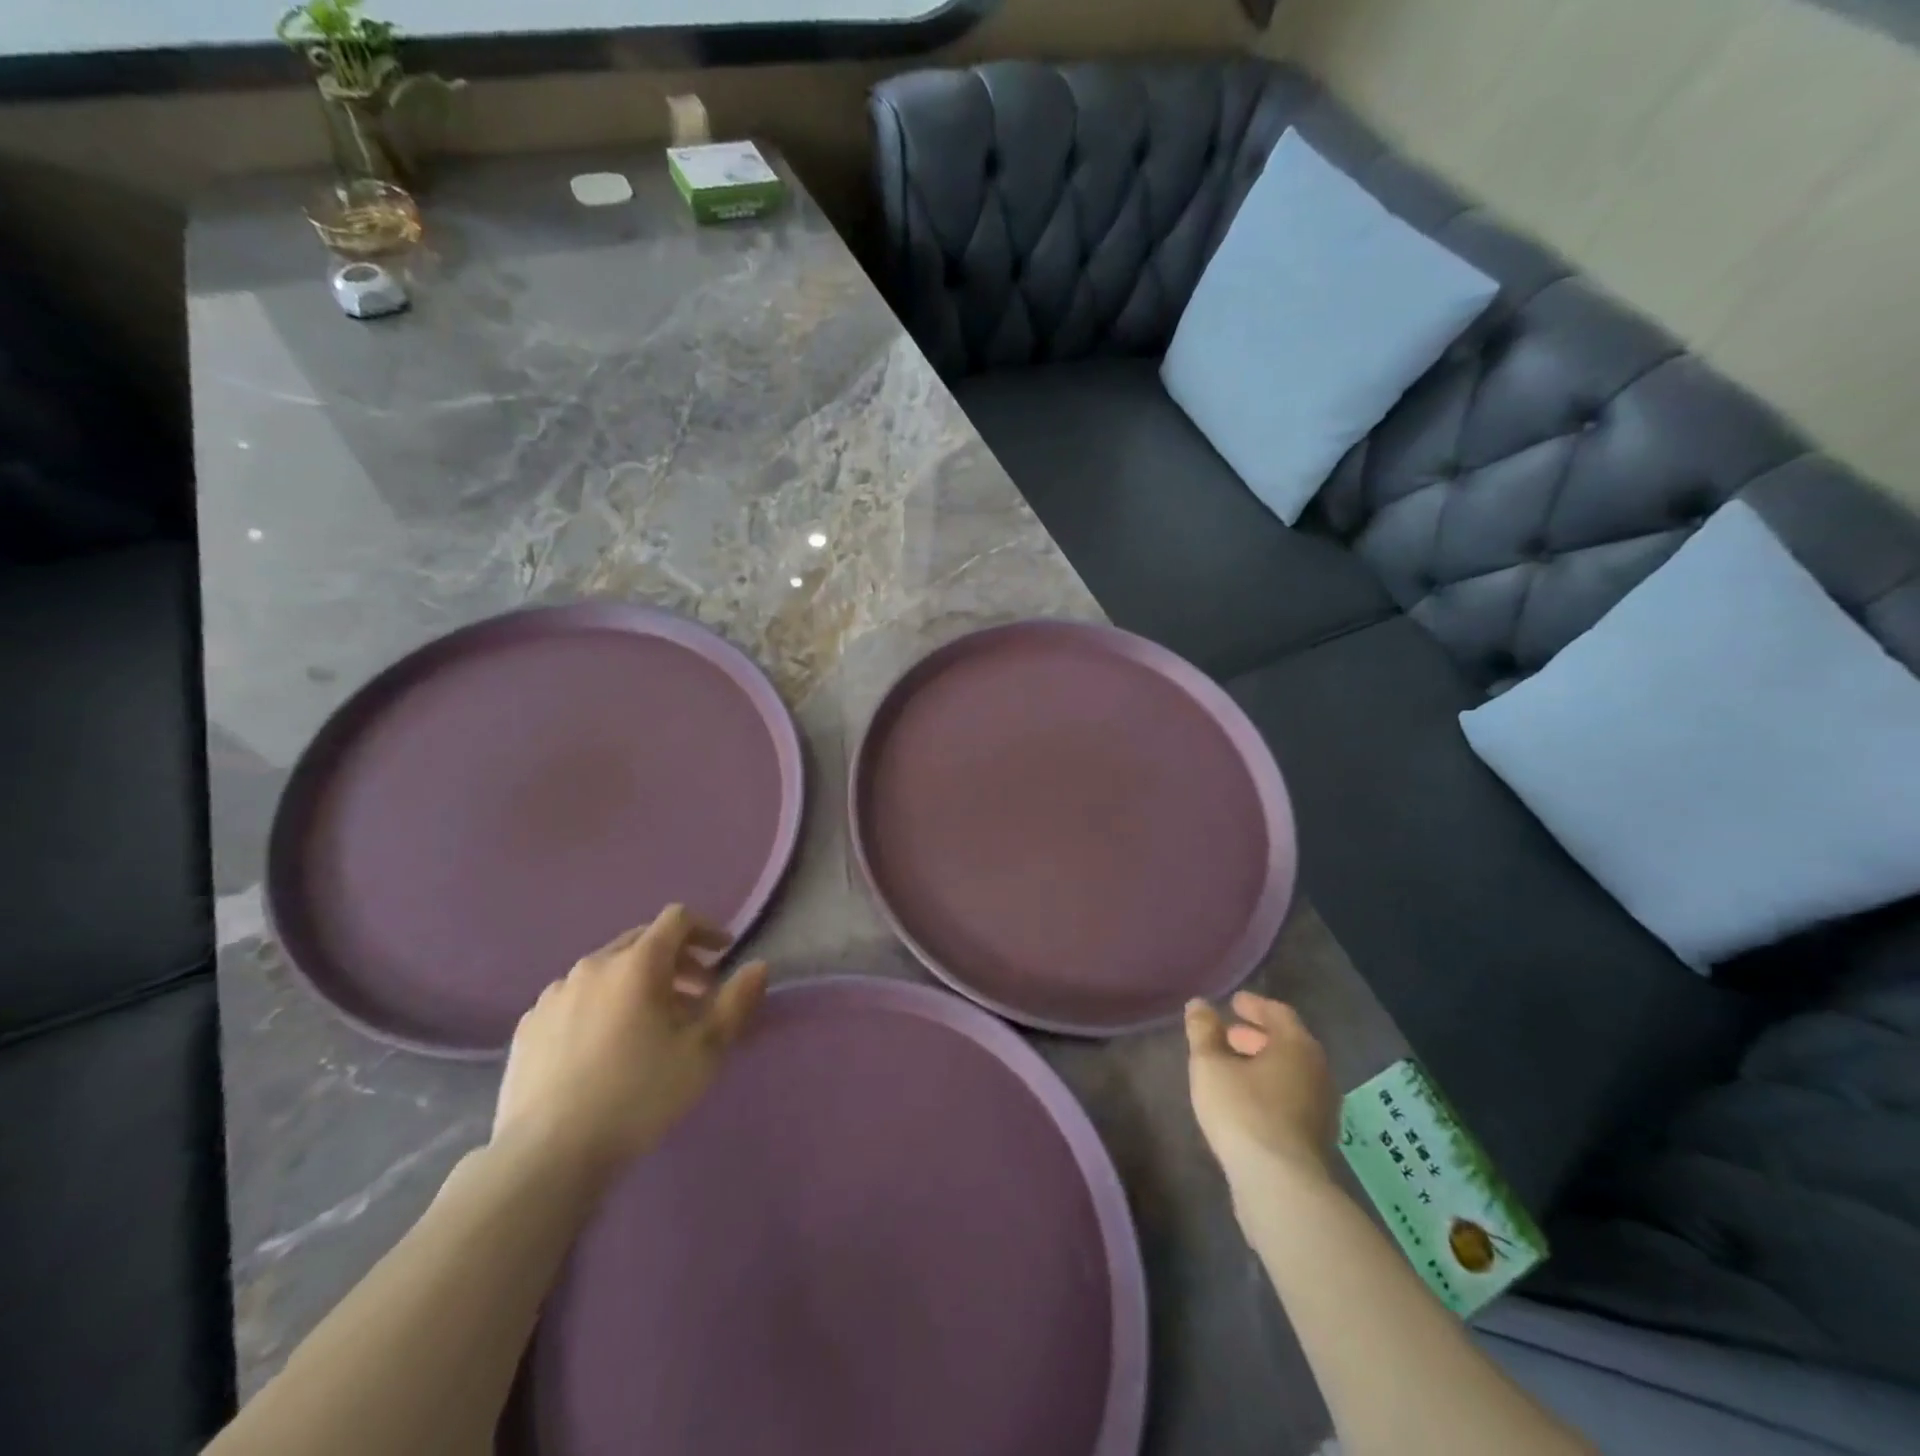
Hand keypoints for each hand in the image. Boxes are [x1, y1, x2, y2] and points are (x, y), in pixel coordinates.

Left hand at [492, 905, 768, 1179]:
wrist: (547, 1154)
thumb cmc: (638, 1095)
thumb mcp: (704, 1051)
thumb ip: (736, 1002)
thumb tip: (759, 966)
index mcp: (638, 964)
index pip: (677, 920)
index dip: (705, 930)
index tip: (723, 954)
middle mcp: (594, 965)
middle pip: (642, 942)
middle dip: (675, 959)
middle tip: (695, 995)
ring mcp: (555, 994)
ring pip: (607, 970)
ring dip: (636, 983)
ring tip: (649, 1025)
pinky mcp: (529, 1024)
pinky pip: (575, 998)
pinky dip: (600, 1005)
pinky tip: (603, 1046)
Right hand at [1187, 992, 1337, 1202]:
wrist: (1281, 1186)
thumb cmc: (1243, 1112)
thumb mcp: (1210, 1065)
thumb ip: (1203, 1030)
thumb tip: (1199, 1004)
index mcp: (1297, 1046)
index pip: (1279, 1013)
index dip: (1254, 1005)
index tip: (1233, 1003)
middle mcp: (1318, 1072)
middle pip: (1288, 1043)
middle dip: (1256, 1036)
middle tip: (1228, 1034)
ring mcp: (1322, 1107)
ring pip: (1290, 1073)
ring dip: (1263, 1064)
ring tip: (1231, 1068)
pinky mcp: (1316, 1138)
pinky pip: (1292, 1098)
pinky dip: (1270, 1088)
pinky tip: (1246, 1101)